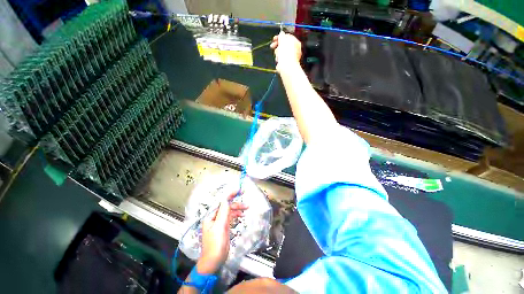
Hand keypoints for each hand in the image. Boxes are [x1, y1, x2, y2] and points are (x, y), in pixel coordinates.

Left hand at [197, 191, 247, 273]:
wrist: (214, 261)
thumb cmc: (215, 244)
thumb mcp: (220, 226)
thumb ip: (223, 212)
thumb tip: (226, 199)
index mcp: (211, 215)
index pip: (221, 201)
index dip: (229, 194)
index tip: (238, 190)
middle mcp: (215, 216)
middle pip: (226, 205)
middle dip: (236, 203)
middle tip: (245, 200)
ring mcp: (219, 221)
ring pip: (229, 210)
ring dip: (238, 208)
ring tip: (247, 208)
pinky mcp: (224, 226)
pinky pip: (230, 216)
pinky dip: (236, 214)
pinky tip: (242, 215)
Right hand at [270, 31, 301, 71]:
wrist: (286, 66)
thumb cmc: (285, 52)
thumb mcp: (282, 39)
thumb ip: (281, 35)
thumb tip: (281, 33)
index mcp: (296, 42)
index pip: (287, 37)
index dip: (280, 37)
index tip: (273, 39)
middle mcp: (295, 49)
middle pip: (284, 45)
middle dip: (277, 45)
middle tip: (272, 46)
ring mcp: (292, 57)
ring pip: (282, 52)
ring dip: (277, 53)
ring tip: (277, 55)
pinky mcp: (287, 64)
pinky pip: (281, 59)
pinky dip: (279, 59)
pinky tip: (278, 60)